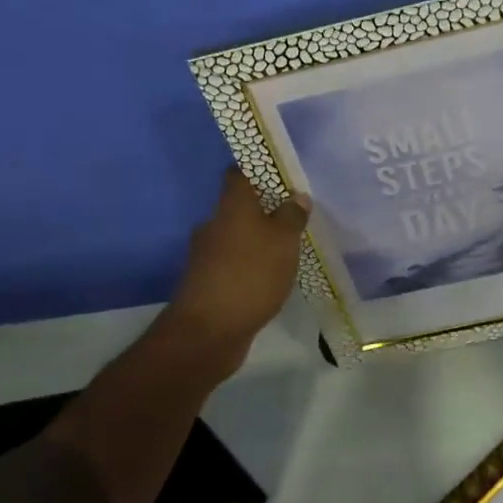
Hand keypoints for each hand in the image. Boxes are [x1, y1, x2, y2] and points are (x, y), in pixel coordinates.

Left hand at [167, 169, 310, 367]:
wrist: (207, 332)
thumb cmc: (250, 274)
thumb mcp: (283, 241)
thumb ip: (292, 216)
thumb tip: (296, 196)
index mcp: (231, 205)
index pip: (238, 173)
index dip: (257, 170)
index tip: (280, 176)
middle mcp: (213, 224)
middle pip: (238, 207)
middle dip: (262, 211)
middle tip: (291, 218)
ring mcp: (206, 255)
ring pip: (235, 237)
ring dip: (255, 242)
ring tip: (285, 252)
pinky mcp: (206, 283)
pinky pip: (232, 264)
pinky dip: (248, 267)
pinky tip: (268, 280)